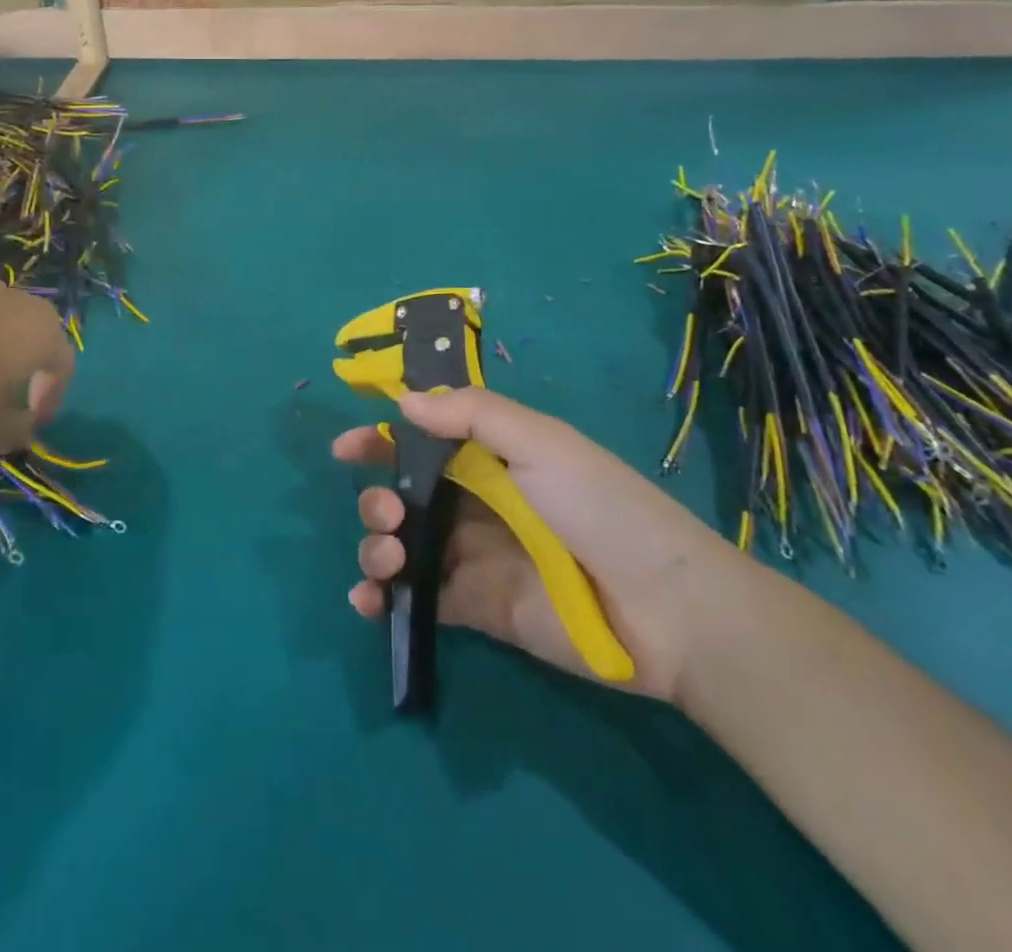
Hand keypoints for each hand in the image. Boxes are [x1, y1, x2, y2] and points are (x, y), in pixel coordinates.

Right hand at [335, 388, 736, 702]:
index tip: (345, 450)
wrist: (666, 609)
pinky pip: (416, 598)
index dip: (381, 441)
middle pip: (402, 495)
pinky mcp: (475, 608)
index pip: (422, 442)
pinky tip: (368, 601)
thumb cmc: (601, 508)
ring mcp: (471, 557)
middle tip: (389, 514)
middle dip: (376, 499)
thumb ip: (471, 415)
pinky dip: (382, 599)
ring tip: (388, 556)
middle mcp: (474, 504)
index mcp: (491, 459)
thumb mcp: (542, 443)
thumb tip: (403, 402)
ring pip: (401, 545)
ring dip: (375, 545)